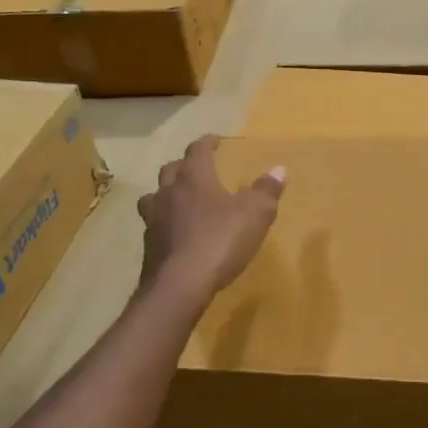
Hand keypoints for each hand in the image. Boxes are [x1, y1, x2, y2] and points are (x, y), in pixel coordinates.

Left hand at [137, 135, 284, 299]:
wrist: (180, 286)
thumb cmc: (220, 241)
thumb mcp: (255, 215)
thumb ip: (266, 191)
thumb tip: (279, 169)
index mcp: (194, 179)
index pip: (197, 151)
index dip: (207, 143)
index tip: (215, 141)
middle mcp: (168, 193)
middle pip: (171, 170)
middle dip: (184, 165)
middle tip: (198, 169)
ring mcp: (154, 220)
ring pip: (155, 196)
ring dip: (167, 193)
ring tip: (180, 200)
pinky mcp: (149, 246)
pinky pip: (154, 225)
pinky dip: (165, 222)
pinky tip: (177, 233)